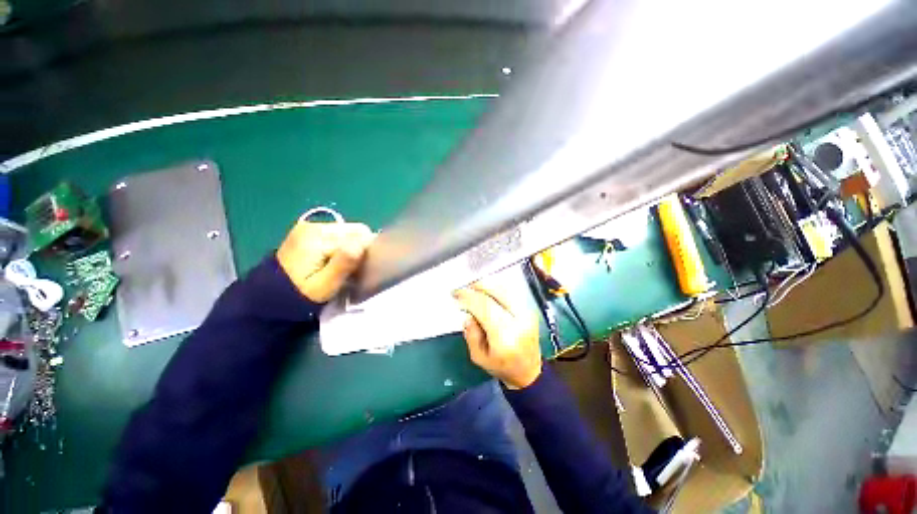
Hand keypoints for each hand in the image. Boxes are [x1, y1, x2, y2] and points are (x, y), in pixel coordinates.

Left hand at [276, 219, 374, 302]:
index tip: (361, 268)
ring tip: (342, 267)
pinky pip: (337, 235)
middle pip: (354, 230)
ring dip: (352, 248)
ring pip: (348, 232)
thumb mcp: (324, 285)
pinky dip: (342, 247)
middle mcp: (314, 226)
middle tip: (353, 269)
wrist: (268, 299)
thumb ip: (343, 263)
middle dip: (360, 248)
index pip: (360, 234)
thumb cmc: (300, 295)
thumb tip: (361, 243)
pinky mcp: (307, 233)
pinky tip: (334, 261)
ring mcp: (309, 228)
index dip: (367, 250)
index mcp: (318, 236)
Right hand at [453, 280, 541, 389]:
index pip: (485, 307)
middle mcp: (519, 320)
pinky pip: (510, 293)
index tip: (456, 294)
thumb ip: (471, 334)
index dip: (469, 297)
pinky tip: (486, 292)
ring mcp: (527, 313)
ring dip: (487, 286)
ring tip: (473, 288)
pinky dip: (496, 290)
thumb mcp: (478, 357)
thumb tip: (468, 314)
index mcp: (505, 336)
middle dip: (477, 287)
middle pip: (496, 293)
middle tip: (464, 288)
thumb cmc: (501, 367)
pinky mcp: (530, 310)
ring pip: (504, 290)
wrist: (528, 372)